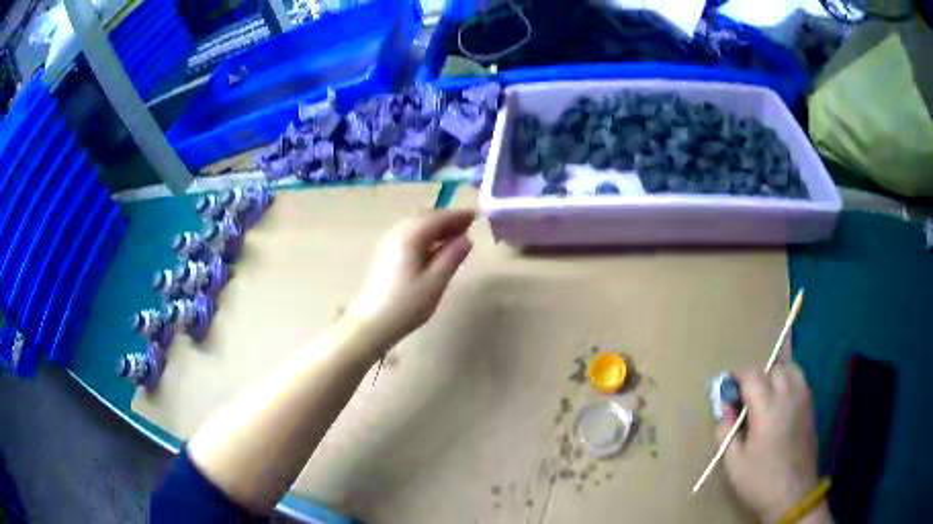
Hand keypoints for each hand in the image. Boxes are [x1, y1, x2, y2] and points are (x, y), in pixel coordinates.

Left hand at [345, 209, 474, 351]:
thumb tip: (466, 238)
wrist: (371, 324)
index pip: (437, 218)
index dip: (457, 216)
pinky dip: (425, 237)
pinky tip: (434, 250)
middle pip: (424, 219)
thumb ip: (452, 257)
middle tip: (467, 226)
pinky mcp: (384, 256)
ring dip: (435, 228)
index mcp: (410, 237)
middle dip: (446, 220)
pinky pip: (409, 237)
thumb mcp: (435, 282)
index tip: (475, 216)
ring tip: (454, 238)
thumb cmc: (406, 305)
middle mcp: (397, 234)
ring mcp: (388, 245)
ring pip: (415, 227)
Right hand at [716, 362, 826, 522]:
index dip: (737, 377)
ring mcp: (803, 399)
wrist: (793, 494)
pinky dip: (789, 381)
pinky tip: (781, 402)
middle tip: (746, 397)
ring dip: (775, 375)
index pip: (752, 375)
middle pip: (772, 368)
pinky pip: (800, 380)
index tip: (728, 389)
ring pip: (790, 368)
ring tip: (765, 395)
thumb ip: (726, 431)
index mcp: (767, 409)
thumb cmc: (760, 480)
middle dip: (757, 377)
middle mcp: (787, 396)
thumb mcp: (733, 463)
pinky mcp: (811, 407)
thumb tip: (723, 407)